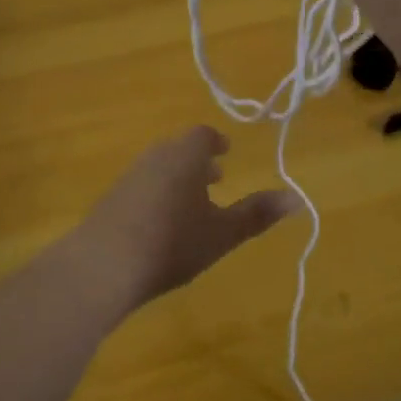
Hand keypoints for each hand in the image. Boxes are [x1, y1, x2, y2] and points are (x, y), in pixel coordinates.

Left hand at [74, 126, 298, 310]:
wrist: (102, 265)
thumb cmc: (172, 243)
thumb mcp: (222, 233)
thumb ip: (257, 214)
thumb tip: (297, 198)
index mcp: (184, 156)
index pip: (202, 135)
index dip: (217, 142)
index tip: (227, 153)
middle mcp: (154, 157)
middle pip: (178, 149)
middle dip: (198, 162)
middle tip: (216, 178)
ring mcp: (127, 177)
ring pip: (158, 167)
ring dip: (177, 178)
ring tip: (191, 204)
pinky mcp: (109, 199)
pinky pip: (140, 186)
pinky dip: (157, 193)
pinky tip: (160, 224)